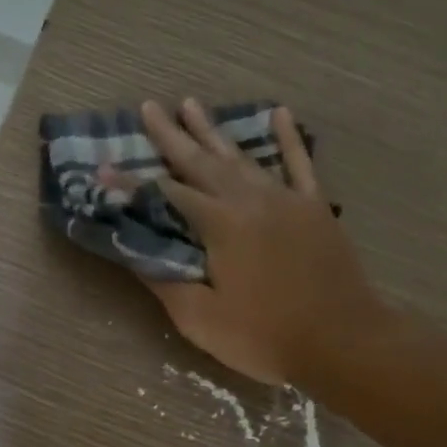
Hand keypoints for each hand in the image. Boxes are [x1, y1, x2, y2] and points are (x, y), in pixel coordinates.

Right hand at [107, 98, 381, 384]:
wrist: (343, 342)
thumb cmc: (265, 337)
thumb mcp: (201, 319)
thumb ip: (165, 281)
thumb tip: (134, 252)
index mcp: (220, 225)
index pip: (166, 195)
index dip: (131, 183)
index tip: (103, 167)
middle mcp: (250, 200)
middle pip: (202, 162)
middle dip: (172, 135)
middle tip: (149, 107)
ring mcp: (286, 199)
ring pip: (242, 157)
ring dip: (214, 131)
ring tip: (192, 104)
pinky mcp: (314, 208)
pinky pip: (299, 164)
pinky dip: (288, 138)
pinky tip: (279, 113)